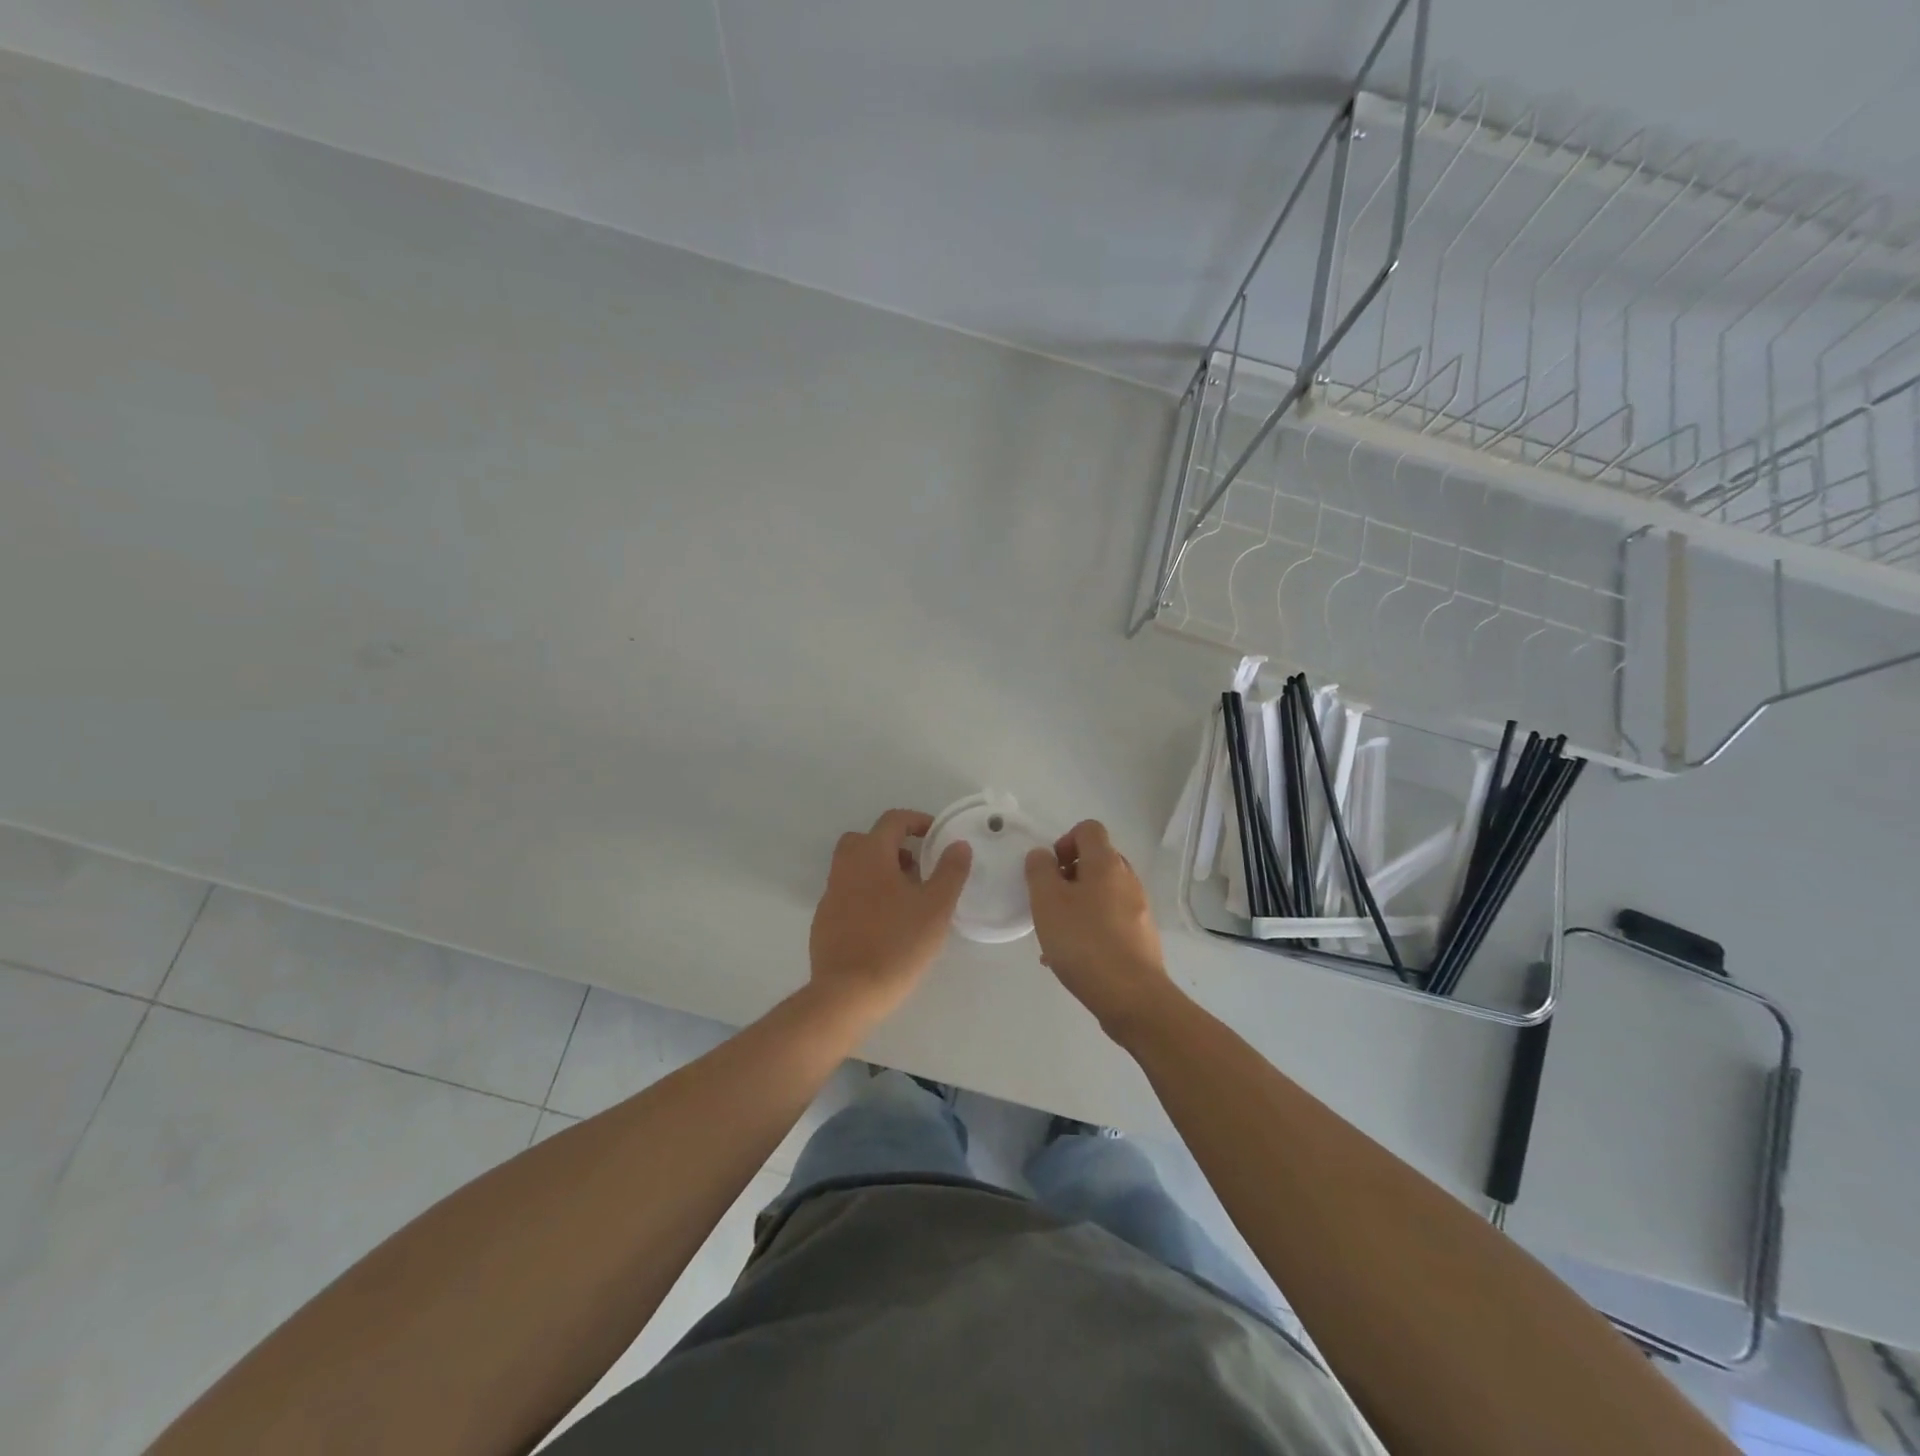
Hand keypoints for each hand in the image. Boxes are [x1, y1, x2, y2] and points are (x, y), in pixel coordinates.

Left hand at [809, 809, 971, 1021]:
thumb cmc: (897, 944)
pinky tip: (884, 923)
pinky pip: (847, 894)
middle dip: (893, 845)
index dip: (917, 821)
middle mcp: (845, 867)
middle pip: (866, 840)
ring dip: (879, 871)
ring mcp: (830, 895)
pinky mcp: (824, 921)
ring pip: (855, 868)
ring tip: (906, 898)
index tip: (936, 836)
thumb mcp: (936, 907)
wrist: (847, 993)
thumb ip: (950, 871)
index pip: (893, 820)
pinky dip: (866, 895)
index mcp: (871, 855)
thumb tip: (958, 844)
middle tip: (917, 867)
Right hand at [1025, 819, 1172, 1033]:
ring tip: (1056, 935)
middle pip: (1096, 860)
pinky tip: (1073, 957)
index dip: (1064, 841)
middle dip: (1069, 875)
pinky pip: (1111, 919)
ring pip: (1102, 893)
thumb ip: (1039, 870)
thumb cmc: (1084, 941)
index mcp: (1106, 863)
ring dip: (1077, 904)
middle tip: (1049, 901)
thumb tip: (1042, 855)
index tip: (1049, 870)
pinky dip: (1091, 927)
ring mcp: (1139, 908)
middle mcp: (1127, 879)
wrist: (1132, 997)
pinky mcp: (1141, 936)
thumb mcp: (1047, 901)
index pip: (1088, 829)